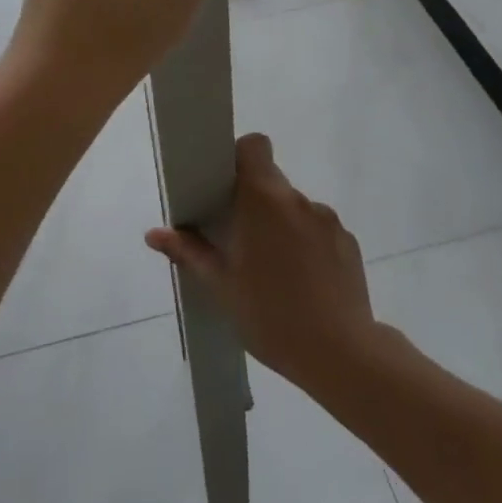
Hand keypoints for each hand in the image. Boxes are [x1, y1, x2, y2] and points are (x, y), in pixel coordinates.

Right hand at [146, 134, 382, 392]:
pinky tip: (304, 283)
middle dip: (255, 201)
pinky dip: (308, 245)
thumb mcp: (221, 287)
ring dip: (282, 225)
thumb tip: (153, 234)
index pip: (254, 146)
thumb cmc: (271, 316)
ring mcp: (327, 220)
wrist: (342, 356)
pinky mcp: (348, 243)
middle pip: (271, 181)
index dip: (240, 156)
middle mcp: (297, 199)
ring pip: (295, 208)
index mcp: (263, 199)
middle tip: (241, 238)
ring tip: (275, 270)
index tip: (228, 185)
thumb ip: (189, 252)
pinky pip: (319, 231)